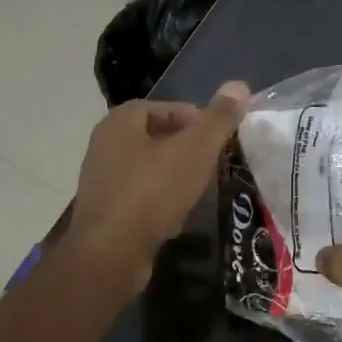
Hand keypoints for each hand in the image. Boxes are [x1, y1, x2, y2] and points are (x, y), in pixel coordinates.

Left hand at [69, 82, 250, 292]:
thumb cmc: (152, 193)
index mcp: (120, 122)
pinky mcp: (105, 212)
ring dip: (175, 175)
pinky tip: (179, 216)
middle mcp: (105, 146)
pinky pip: (140, 197)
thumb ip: (218, 119)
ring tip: (202, 188)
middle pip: (156, 138)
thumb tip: (239, 85)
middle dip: (187, 148)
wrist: (109, 255)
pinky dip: (161, 201)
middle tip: (215, 162)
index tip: (219, 136)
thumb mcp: (194, 151)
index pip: (163, 107)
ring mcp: (102, 181)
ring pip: (148, 169)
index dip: (194, 118)